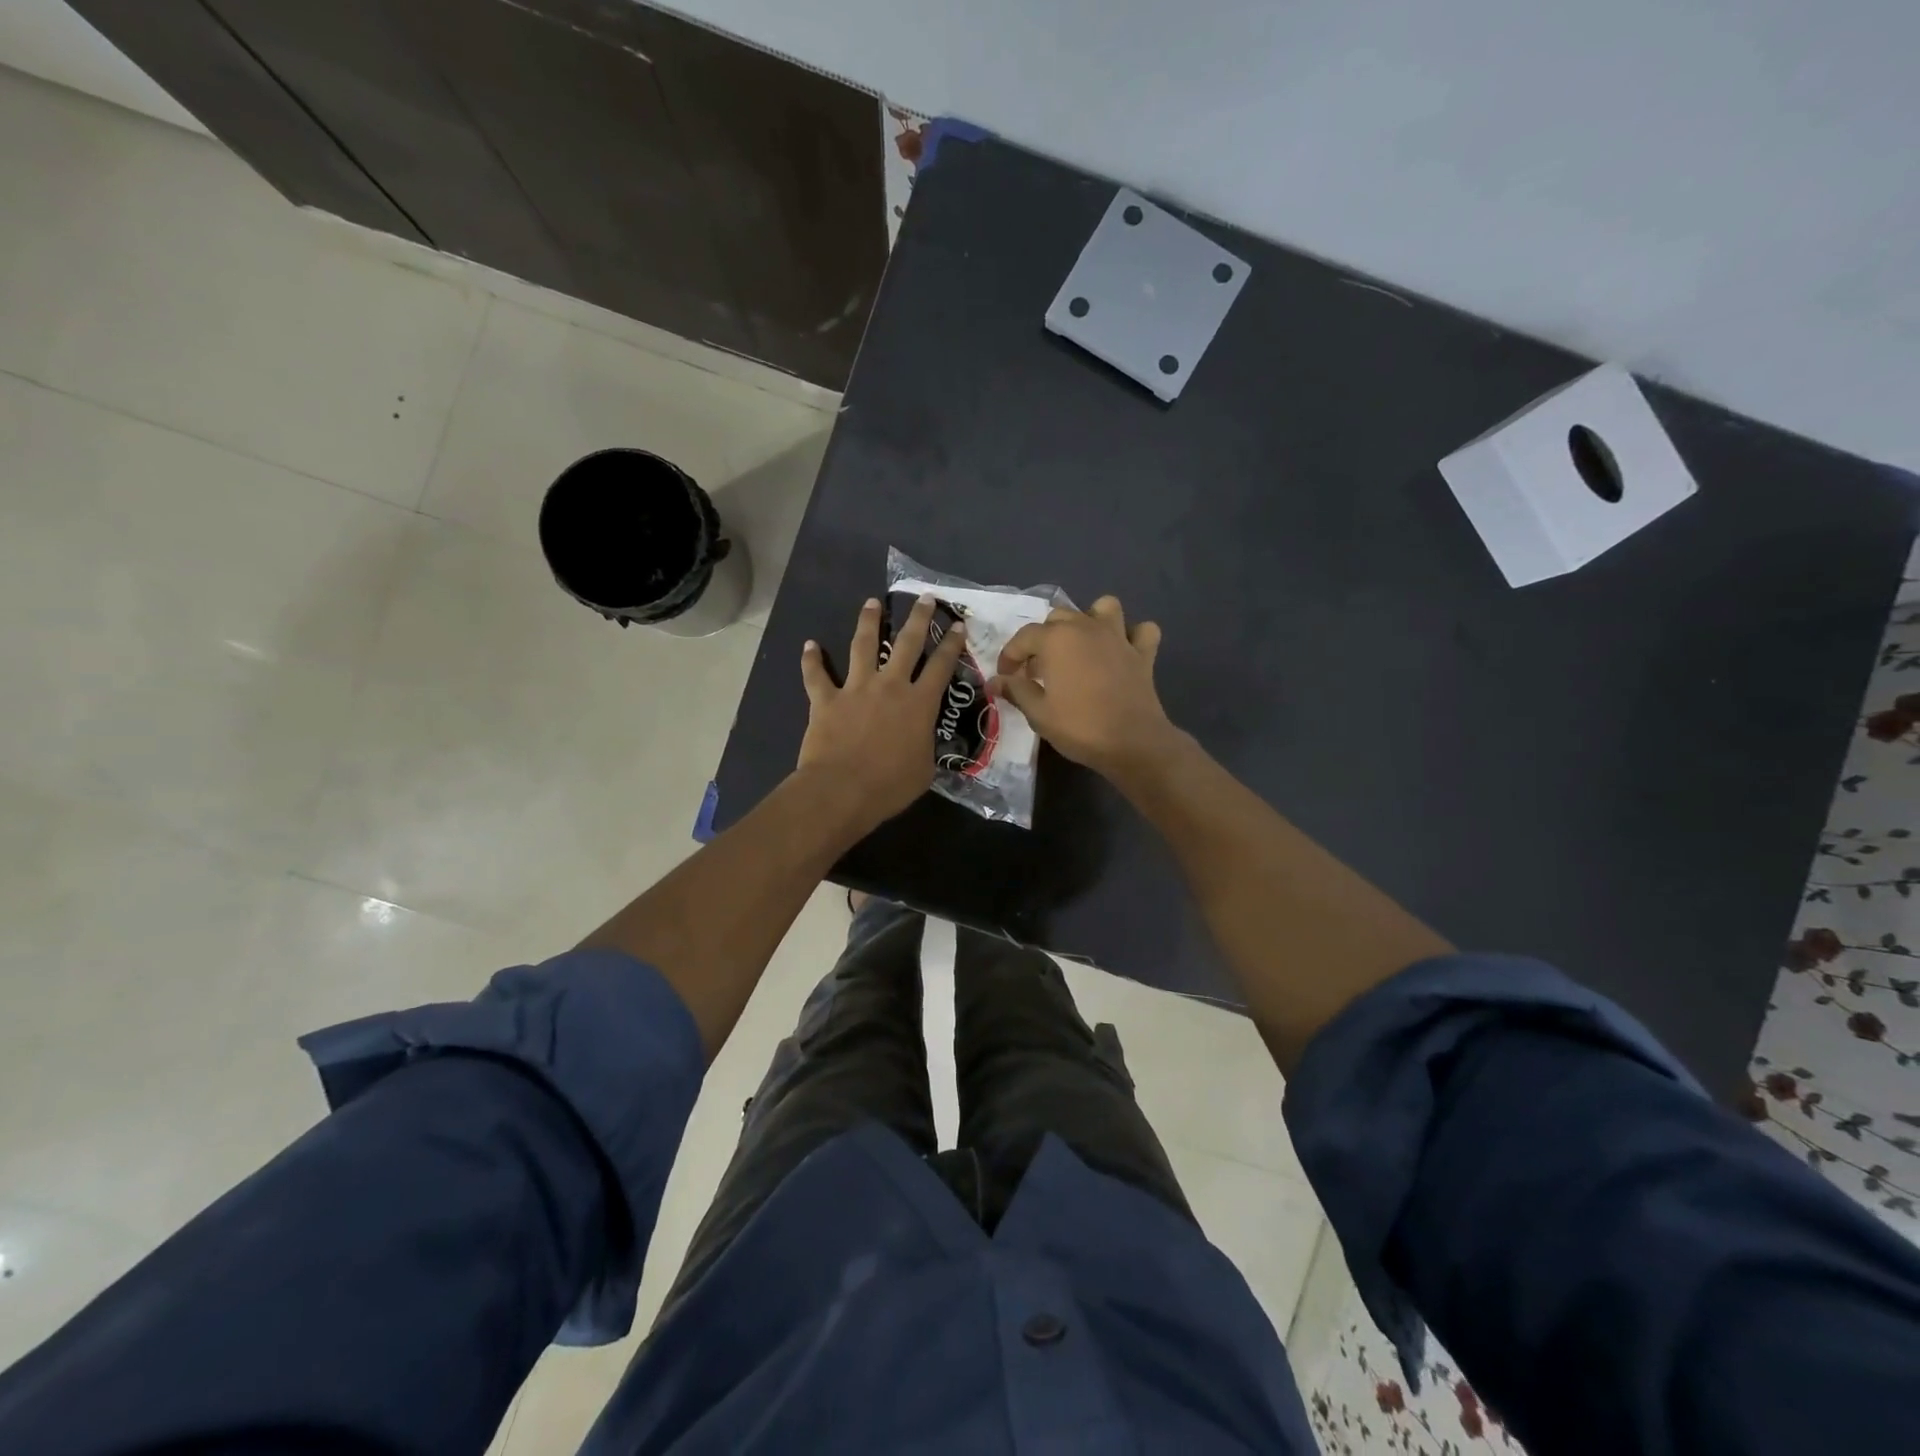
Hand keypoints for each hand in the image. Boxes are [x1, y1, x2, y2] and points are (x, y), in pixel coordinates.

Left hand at [797, 594, 966, 830]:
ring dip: (868, 622)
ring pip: (863, 645)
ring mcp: (856, 688)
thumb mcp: (924, 769)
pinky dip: (811, 660)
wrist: (842, 789)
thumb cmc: (889, 785)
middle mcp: (890, 686)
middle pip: (907, 643)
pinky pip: (816, 675)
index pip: (941, 667)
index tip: (958, 625)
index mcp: (919, 703)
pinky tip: (809, 645)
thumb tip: (922, 740)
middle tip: (925, 598)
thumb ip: (925, 746)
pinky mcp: (826, 699)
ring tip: (872, 603)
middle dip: (919, 618)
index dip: (952, 644)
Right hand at [990, 596, 1180, 779]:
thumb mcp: (1038, 713)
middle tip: (1039, 670)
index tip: (1006, 678)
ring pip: (1104, 607)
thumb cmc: (1080, 727)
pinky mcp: (1143, 653)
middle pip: (1059, 617)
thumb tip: (995, 681)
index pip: (1023, 637)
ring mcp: (1118, 637)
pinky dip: (1132, 636)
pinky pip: (1142, 630)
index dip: (1010, 657)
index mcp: (1056, 639)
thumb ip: (1016, 690)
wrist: (1132, 743)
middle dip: (1043, 639)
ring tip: (1081, 645)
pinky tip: (1122, 651)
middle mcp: (1086, 627)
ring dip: (1090, 620)